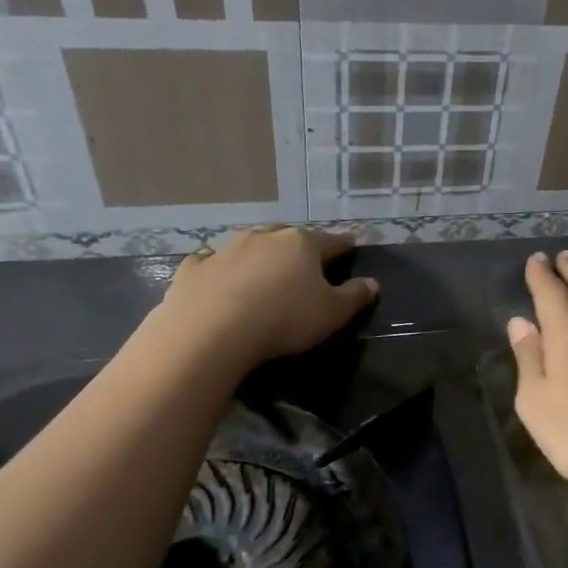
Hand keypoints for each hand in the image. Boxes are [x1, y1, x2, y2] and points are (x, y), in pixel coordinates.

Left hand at [155, 227, 377, 367]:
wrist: (213, 330)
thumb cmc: (285, 318)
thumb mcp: (332, 314)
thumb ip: (354, 297)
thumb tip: (372, 283)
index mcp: (302, 244)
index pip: (332, 241)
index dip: (345, 244)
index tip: (353, 245)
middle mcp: (265, 237)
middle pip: (289, 237)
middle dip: (299, 247)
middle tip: (305, 261)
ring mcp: (226, 248)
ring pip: (250, 245)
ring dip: (260, 255)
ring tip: (264, 270)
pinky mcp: (195, 267)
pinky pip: (212, 262)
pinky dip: (220, 267)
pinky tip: (219, 277)